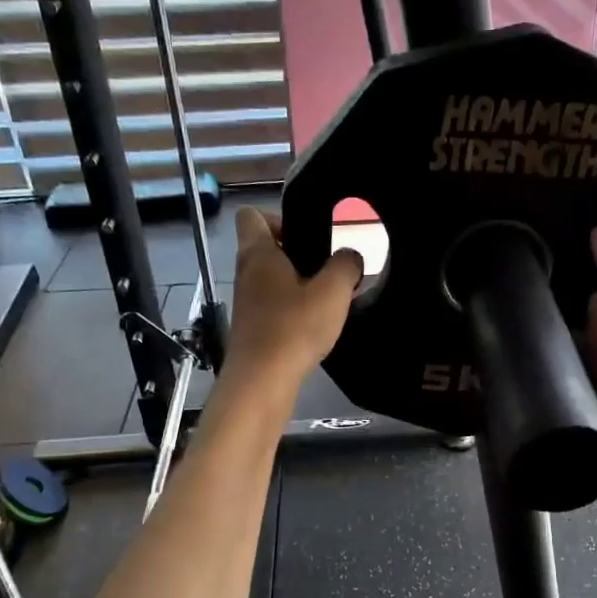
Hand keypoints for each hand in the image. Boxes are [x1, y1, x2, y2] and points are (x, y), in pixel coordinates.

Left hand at [222, 207, 361, 398]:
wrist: (261, 382)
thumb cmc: (293, 328)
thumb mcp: (332, 292)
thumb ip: (346, 266)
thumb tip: (350, 256)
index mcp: (258, 253)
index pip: (251, 215)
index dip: (277, 217)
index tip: (306, 235)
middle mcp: (246, 273)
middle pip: (264, 248)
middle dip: (295, 253)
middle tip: (327, 267)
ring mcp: (246, 303)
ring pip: (270, 280)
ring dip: (296, 284)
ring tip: (327, 298)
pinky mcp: (251, 330)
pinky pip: (272, 307)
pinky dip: (291, 310)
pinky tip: (315, 325)